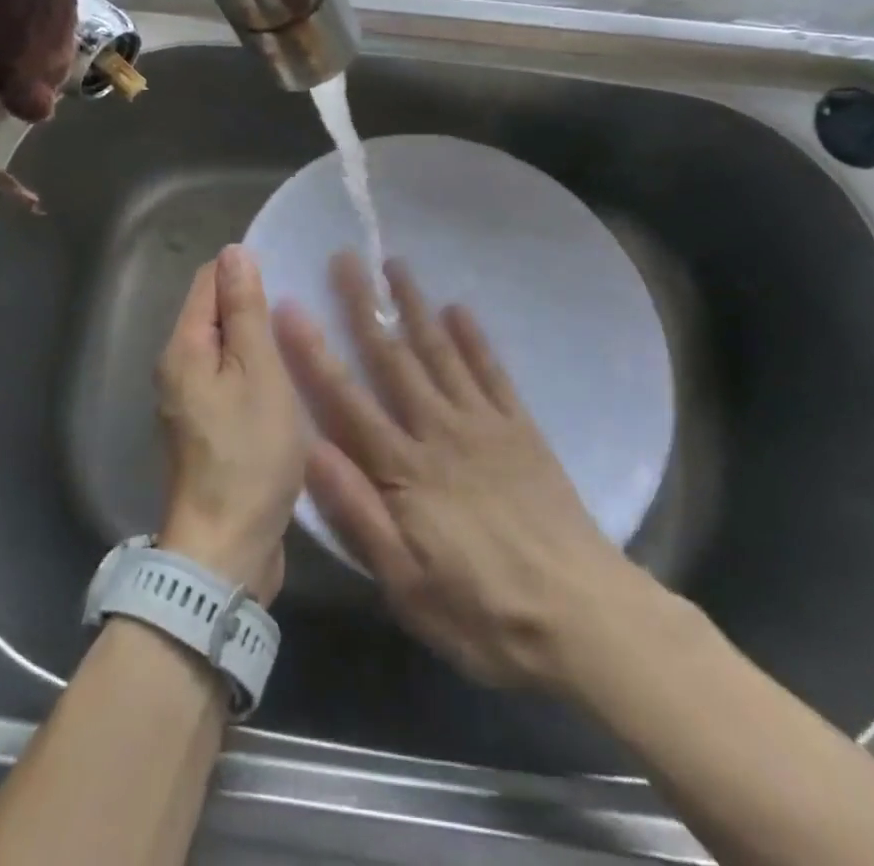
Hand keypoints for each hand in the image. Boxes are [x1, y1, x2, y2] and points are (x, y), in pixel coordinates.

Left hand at [155, 246, 306, 602]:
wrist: (227, 547)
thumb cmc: (249, 453)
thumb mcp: (258, 372)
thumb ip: (245, 310)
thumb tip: (234, 252)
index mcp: (183, 347)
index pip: (209, 279)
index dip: (246, 271)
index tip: (288, 278)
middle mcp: (176, 367)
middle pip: (214, 313)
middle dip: (253, 306)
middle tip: (301, 312)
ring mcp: (187, 401)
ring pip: (224, 348)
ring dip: (256, 342)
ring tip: (299, 343)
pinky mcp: (204, 428)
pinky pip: (228, 380)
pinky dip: (253, 373)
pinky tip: (285, 382)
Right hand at [275, 254, 645, 690]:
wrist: (581, 616)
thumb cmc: (482, 611)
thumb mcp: (404, 583)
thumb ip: (355, 512)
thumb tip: (309, 447)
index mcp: (403, 469)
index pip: (346, 398)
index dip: (314, 352)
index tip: (291, 306)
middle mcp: (438, 430)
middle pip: (393, 358)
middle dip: (365, 306)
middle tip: (346, 258)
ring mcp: (484, 424)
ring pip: (441, 351)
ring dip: (416, 306)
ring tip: (396, 265)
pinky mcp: (522, 429)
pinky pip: (493, 372)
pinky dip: (475, 338)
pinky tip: (460, 309)